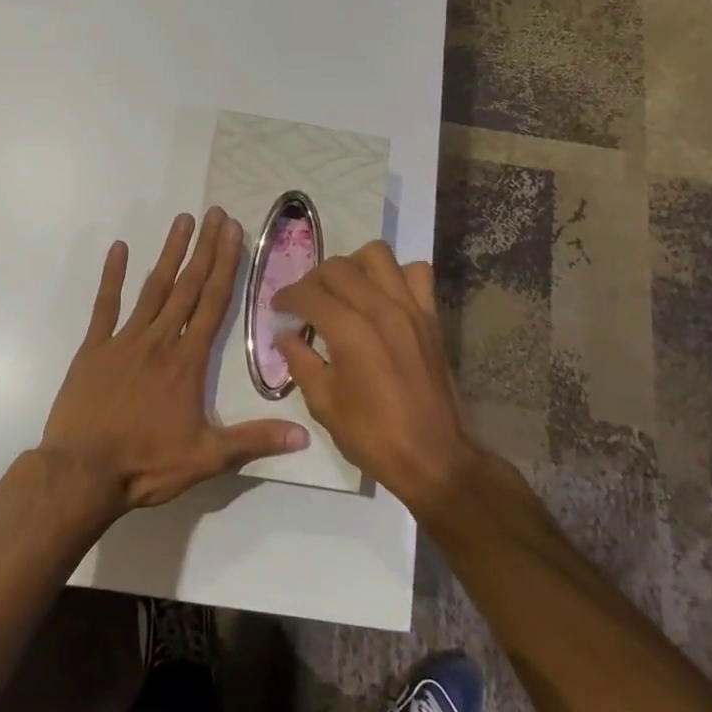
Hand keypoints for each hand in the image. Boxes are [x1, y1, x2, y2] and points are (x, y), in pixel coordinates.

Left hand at [39, 208, 310, 514]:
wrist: (82, 472)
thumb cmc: (146, 464)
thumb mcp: (207, 458)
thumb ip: (254, 441)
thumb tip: (304, 436)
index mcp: (188, 361)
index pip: (213, 303)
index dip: (226, 265)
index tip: (234, 232)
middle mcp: (160, 340)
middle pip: (188, 286)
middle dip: (205, 248)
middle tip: (215, 213)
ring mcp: (124, 340)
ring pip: (153, 288)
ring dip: (169, 253)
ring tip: (182, 220)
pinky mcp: (94, 348)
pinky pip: (105, 304)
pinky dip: (112, 276)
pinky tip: (119, 248)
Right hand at [273, 241, 478, 515]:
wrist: (433, 456)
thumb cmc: (372, 435)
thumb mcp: (323, 403)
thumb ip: (300, 362)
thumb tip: (285, 335)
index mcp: (350, 332)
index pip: (309, 293)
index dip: (287, 297)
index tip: (278, 308)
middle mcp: (380, 309)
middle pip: (338, 267)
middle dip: (313, 279)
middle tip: (305, 301)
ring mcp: (410, 308)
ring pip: (377, 256)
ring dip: (354, 266)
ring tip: (345, 290)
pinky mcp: (431, 316)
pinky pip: (417, 272)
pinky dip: (397, 275)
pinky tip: (384, 296)